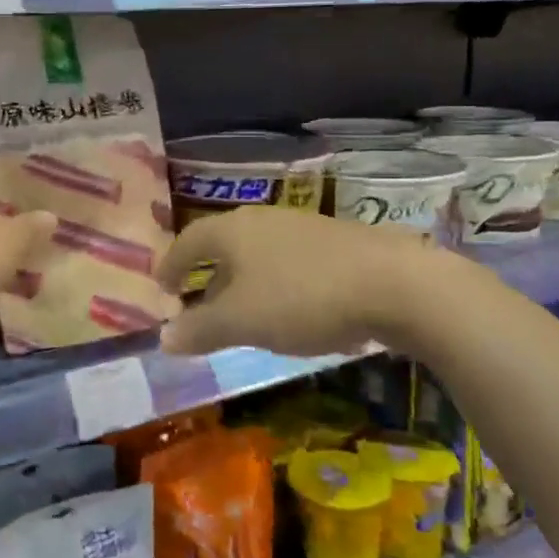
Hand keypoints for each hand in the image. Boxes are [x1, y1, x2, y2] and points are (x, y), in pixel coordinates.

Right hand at [155, 206, 444, 357]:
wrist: (396, 284)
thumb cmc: (302, 299)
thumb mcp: (242, 322)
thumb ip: (200, 330)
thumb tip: (163, 338)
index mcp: (232, 231)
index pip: (188, 241)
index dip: (171, 265)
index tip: (162, 287)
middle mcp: (263, 219)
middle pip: (224, 244)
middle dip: (209, 274)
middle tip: (199, 303)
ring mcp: (303, 226)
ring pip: (259, 252)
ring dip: (244, 280)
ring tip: (245, 311)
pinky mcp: (337, 241)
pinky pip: (291, 261)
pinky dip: (277, 283)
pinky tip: (293, 310)